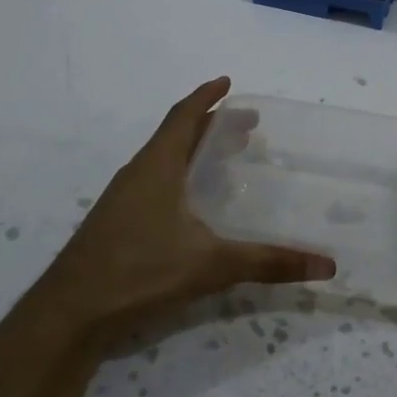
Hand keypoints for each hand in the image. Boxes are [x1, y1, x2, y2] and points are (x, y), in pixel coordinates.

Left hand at [28, 78, 335, 342]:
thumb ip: (268, 262)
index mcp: (157, 166)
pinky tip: (195, 208)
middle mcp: (138, 174)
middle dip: (211, 127)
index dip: (206, 97)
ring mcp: (122, 199)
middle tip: (246, 129)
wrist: (69, 313)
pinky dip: (181, 180)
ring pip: (164, 162)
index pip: (183, 116)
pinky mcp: (116, 224)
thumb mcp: (210, 265)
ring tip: (226, 163)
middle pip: (176, 137)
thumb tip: (327, 266)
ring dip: (194, 154)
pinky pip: (155, 185)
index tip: (228, 82)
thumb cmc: (139, 272)